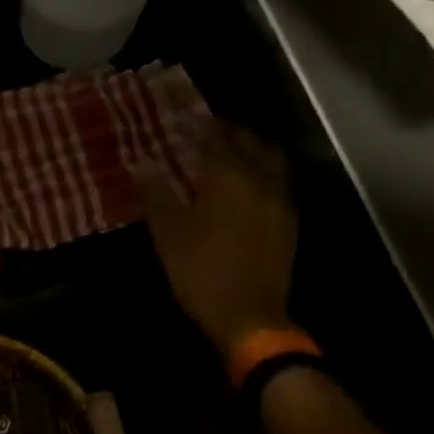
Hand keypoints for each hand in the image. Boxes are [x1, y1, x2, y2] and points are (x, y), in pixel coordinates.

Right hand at [136, 120, 296, 356]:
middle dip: (228, 131)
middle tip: (206, 131)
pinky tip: (247, 184)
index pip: (215, 137)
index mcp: (229, 178)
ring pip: (271, 159)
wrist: (249, 316)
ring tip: (230, 152)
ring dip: (251, 148)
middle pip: (249, 141)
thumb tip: (143, 163)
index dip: (199, 124)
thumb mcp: (168, 234)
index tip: (184, 117)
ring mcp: (281, 200)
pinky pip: (278, 181)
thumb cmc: (201, 272)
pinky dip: (262, 171)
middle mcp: (261, 180)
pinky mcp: (289, 221)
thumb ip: (157, 194)